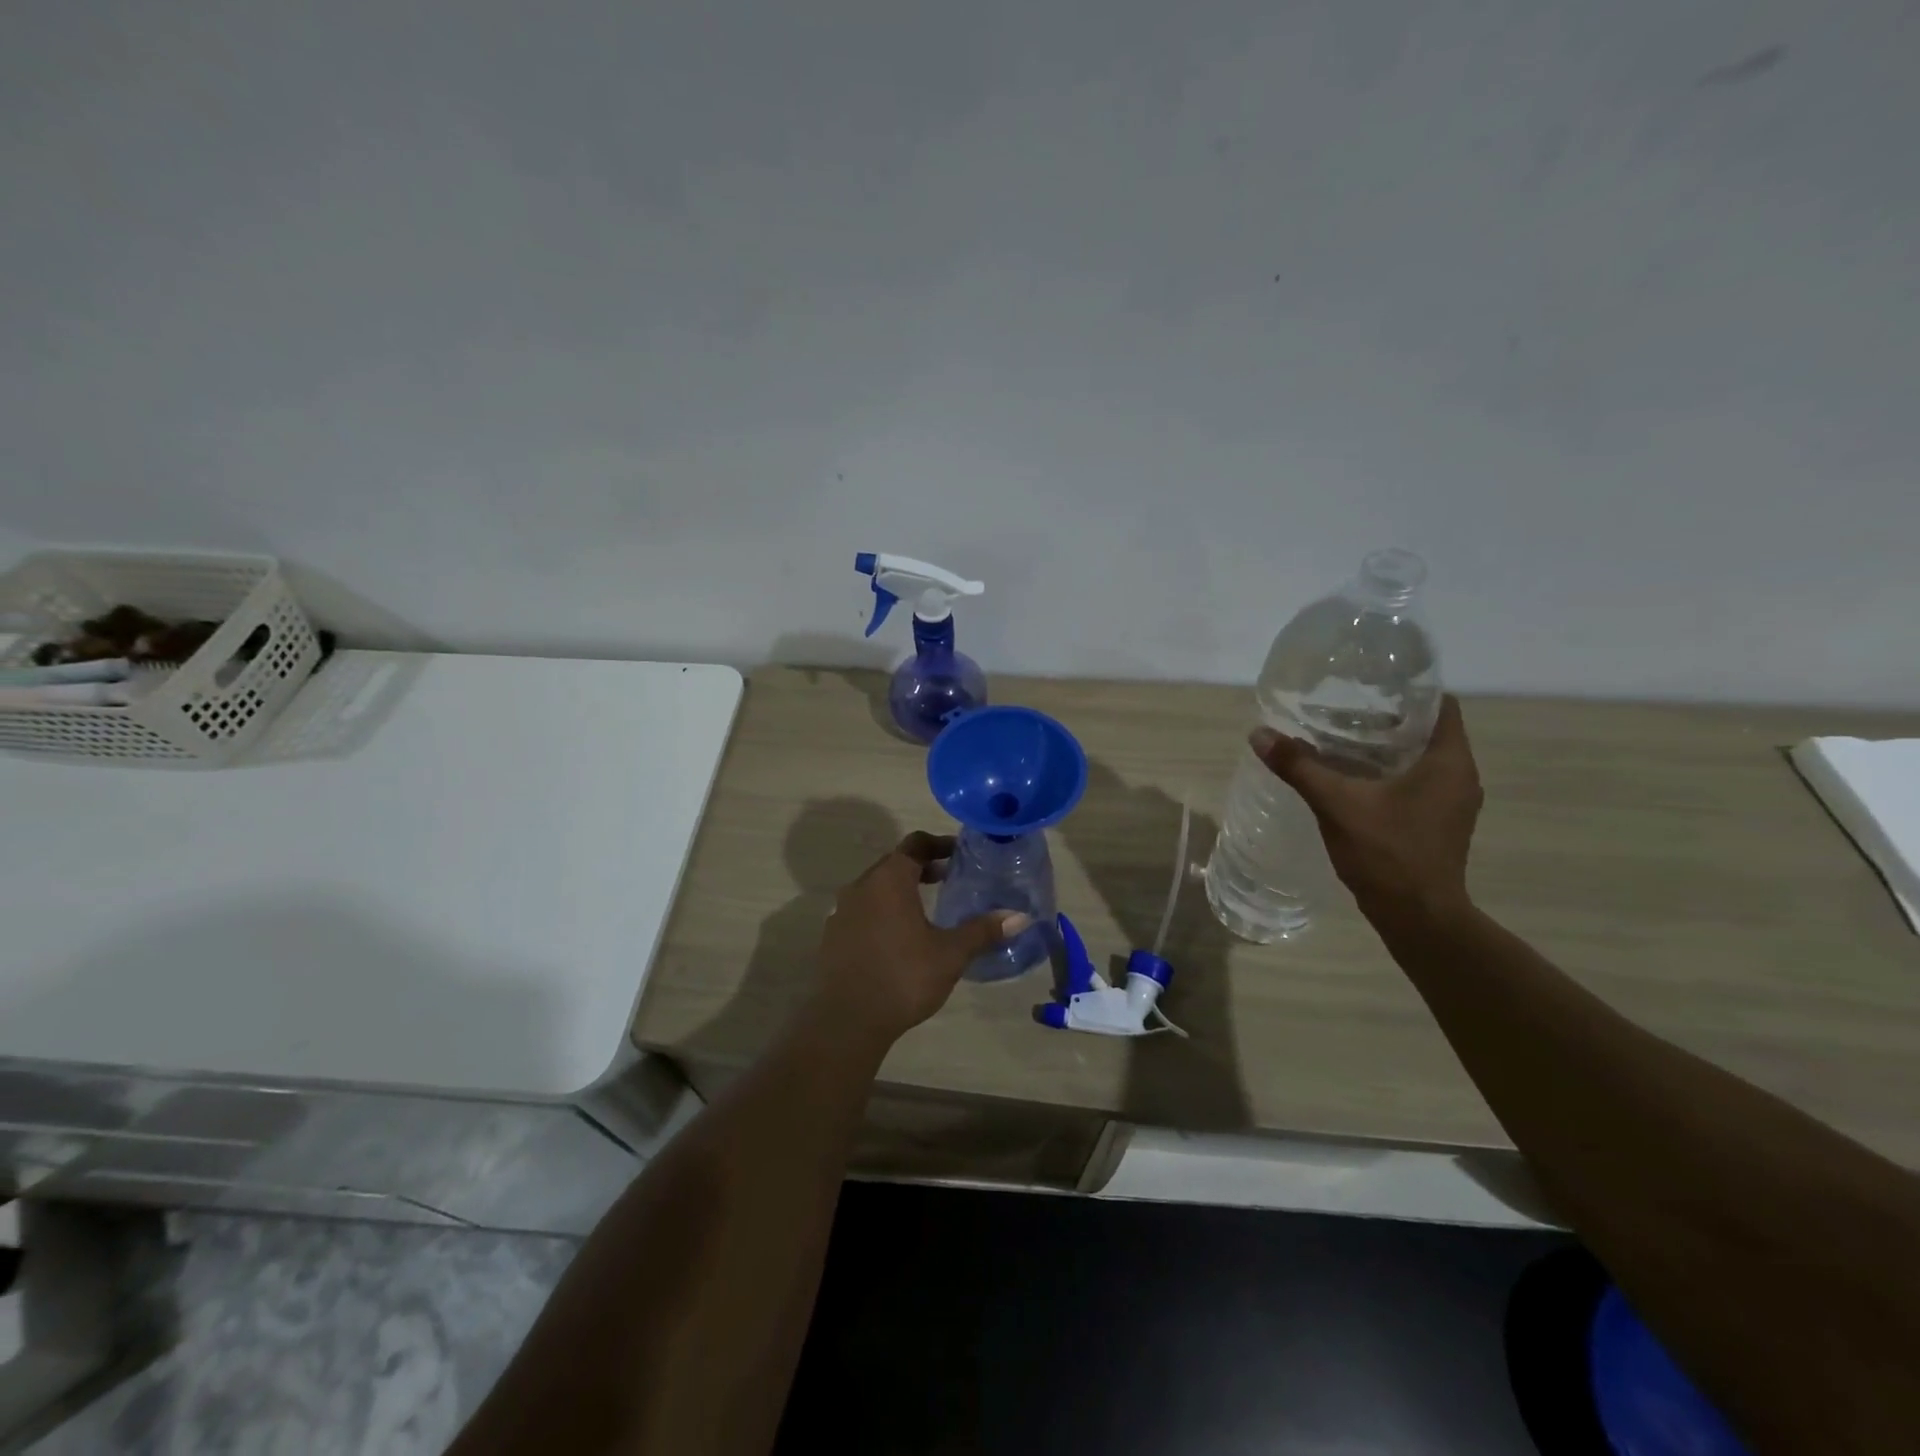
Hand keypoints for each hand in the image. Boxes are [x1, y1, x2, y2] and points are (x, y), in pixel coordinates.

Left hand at [814, 832, 1030, 1048]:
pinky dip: (882, 911)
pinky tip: (898, 937)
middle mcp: (861, 886)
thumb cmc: (903, 977)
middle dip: (922, 866)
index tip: (959, 853)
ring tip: (926, 908)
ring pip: (875, 888)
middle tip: (949, 878)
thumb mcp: (950, 954)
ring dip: (900, 890)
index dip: (939, 844)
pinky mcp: (833, 936)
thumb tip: (1020, 917)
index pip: (915, 844)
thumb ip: (982, 931)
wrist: (846, 1021)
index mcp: (889, 879)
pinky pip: (862, 911)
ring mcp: (842, 911)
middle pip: (894, 863)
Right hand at [1250, 695, 1483, 924]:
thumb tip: (1259, 734)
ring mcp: (1453, 805)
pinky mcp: (1439, 825)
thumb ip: (1299, 767)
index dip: (1409, 690)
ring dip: (1386, 749)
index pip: (1441, 705)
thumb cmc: (1388, 853)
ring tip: (1341, 742)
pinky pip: (1417, 784)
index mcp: (1449, 762)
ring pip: (1421, 760)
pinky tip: (1353, 781)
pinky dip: (1389, 775)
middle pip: (1427, 731)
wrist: (1418, 917)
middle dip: (1386, 719)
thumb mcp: (1337, 804)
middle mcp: (1460, 777)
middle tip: (1342, 711)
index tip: (1370, 685)